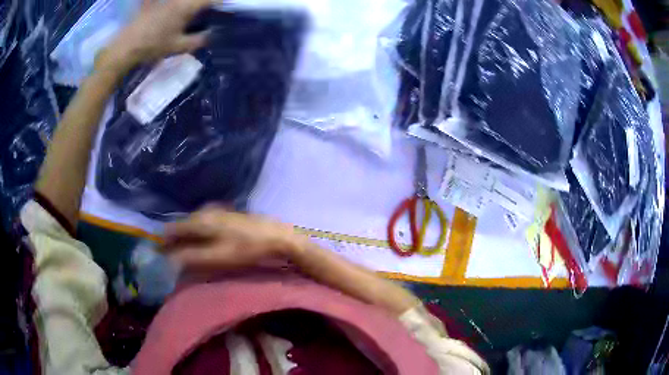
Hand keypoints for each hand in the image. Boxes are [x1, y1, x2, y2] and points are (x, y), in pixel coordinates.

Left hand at [95, 0, 211, 77]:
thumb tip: (213, 35)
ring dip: (194, 5)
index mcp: (186, 6)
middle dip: (207, 4)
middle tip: (211, 12)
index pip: (210, 0)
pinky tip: (178, 20)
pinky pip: (174, 3)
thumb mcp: (178, 46)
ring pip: (186, 1)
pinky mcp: (156, 3)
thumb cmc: (152, 46)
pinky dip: (180, 6)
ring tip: (195, 16)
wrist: (125, 47)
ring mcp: (167, 0)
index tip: (226, 9)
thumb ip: (199, 40)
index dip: (221, 3)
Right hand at [161, 206, 302, 270]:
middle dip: (175, 237)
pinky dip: (198, 231)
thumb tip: (171, 258)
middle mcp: (207, 211)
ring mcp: (219, 211)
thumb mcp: (218, 257)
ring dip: (187, 234)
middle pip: (184, 224)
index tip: (158, 250)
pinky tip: (202, 239)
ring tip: (182, 247)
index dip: (166, 239)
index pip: (176, 228)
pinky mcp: (228, 215)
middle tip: (168, 250)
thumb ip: (193, 257)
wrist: (277, 236)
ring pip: (195, 222)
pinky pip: (205, 221)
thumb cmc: (248, 249)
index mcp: (202, 220)